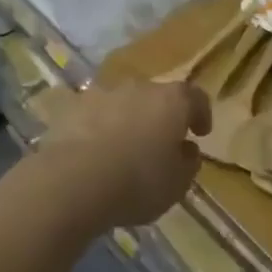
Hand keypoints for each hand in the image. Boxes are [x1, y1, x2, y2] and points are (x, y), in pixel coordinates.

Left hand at [38, 80, 210, 227]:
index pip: (195, 97)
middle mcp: (139, 88)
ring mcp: (102, 94)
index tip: (200, 133)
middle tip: (161, 143)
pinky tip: (94, 152)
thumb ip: (188, 163)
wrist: (72, 182)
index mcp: (172, 101)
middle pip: (157, 97)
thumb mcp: (177, 184)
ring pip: (123, 104)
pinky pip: (93, 115)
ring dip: (128, 120)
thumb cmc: (137, 182)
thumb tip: (187, 150)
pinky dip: (98, 128)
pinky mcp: (71, 108)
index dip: (201, 114)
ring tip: (124, 149)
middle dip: (161, 117)